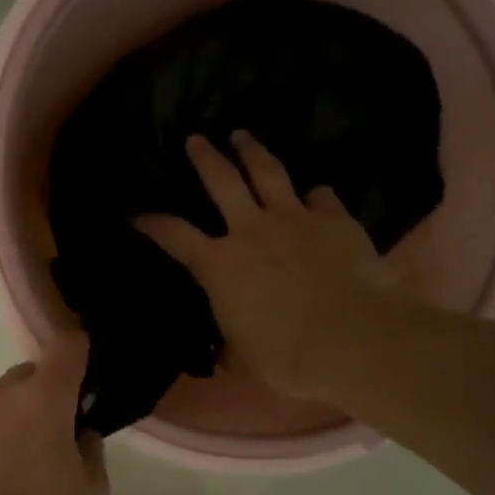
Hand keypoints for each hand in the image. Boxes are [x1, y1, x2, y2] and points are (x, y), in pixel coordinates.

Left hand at [0, 335, 108, 494]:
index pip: (65, 348)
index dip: (78, 352)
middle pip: (25, 378)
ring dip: (5, 422)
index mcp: (42, 401)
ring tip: (8, 474)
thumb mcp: (92, 493)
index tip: (83, 372)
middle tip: (49, 444)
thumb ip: (88, 446)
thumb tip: (76, 430)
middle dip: (41, 398)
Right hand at [136, 131, 401, 402]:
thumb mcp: (245, 358)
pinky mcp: (336, 221)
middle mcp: (252, 231)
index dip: (154, 225)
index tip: (139, 216)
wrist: (355, 340)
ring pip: (269, 173)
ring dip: (253, 152)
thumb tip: (226, 354)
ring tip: (243, 136)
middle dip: (205, 158)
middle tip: (196, 139)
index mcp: (220, 265)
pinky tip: (315, 194)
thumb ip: (232, 347)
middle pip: (223, 181)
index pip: (176, 237)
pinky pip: (322, 197)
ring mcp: (296, 219)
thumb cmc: (288, 355)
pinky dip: (315, 195)